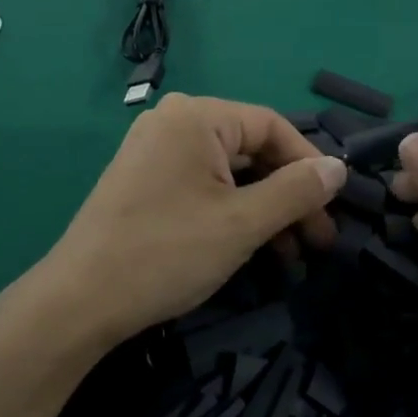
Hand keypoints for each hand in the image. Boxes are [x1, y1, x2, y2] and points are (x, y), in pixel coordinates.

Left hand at [41, 94, 345, 347]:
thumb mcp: (243, 223)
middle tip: (318, 241)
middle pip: (251, 149)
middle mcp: (174, 121)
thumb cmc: (166, 253)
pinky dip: (232, 210)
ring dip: (264, 208)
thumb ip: (296, 191)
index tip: (333, 208)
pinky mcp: (144, 178)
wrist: (79, 301)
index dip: (309, 166)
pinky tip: (253, 246)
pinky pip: (202, 183)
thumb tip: (338, 168)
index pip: (272, 127)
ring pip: (229, 171)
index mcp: (197, 116)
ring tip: (291, 255)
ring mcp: (154, 149)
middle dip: (288, 195)